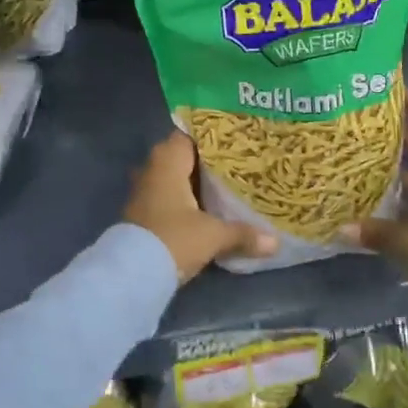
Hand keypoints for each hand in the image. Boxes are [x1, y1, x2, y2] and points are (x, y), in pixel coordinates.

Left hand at [124, 132, 276, 283]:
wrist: (132, 272)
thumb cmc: (174, 238)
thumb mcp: (213, 235)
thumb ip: (243, 234)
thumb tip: (275, 241)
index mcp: (167, 160)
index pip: (189, 135)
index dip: (211, 138)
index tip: (235, 142)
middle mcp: (152, 168)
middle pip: (182, 157)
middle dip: (206, 163)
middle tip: (237, 165)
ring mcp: (143, 191)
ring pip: (174, 179)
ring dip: (194, 184)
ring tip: (226, 187)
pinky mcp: (142, 212)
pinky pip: (167, 197)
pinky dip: (184, 201)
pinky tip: (205, 210)